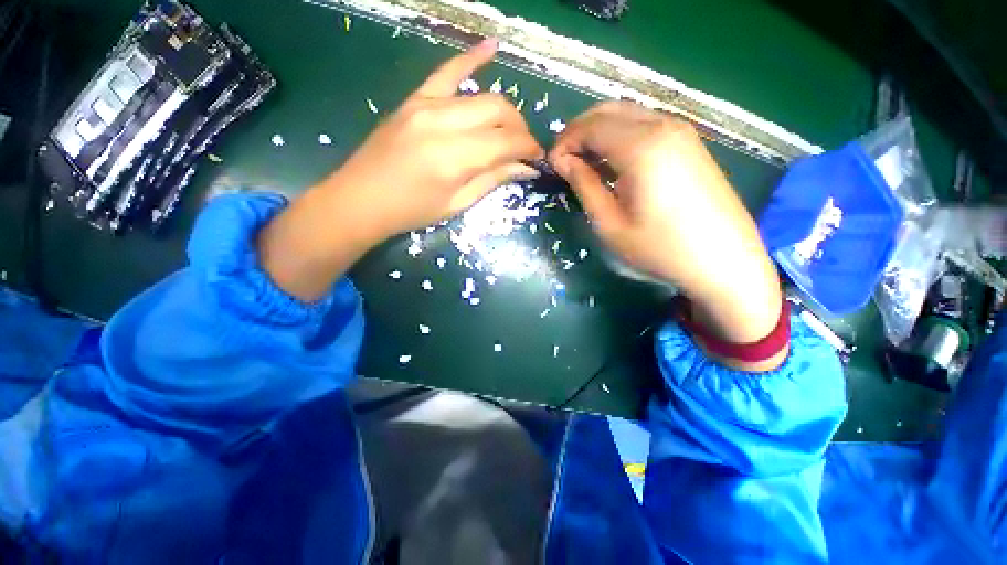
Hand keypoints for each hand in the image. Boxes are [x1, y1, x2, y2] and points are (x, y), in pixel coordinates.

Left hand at [318, 38, 541, 241]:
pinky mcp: (414, 99)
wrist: (360, 199)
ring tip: (510, 129)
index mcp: (454, 157)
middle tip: (523, 148)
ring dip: (503, 111)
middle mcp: (443, 122)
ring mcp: (426, 105)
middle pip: (498, 110)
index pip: (506, 142)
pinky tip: (492, 46)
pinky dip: (471, 58)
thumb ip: (492, 180)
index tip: (537, 158)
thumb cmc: (412, 211)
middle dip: (519, 129)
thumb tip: (525, 168)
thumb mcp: (457, 204)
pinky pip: (446, 71)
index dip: (528, 148)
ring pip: (481, 95)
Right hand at [550, 101, 783, 360]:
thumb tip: (564, 161)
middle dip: (579, 132)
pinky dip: (620, 137)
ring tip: (585, 164)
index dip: (565, 142)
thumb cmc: (660, 248)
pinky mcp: (690, 143)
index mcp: (641, 146)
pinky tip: (614, 164)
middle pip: (608, 111)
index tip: (552, 165)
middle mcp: (663, 126)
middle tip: (565, 161)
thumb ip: (584, 185)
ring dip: (599, 133)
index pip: (590, 126)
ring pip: (627, 115)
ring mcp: (681, 132)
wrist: (724, 261)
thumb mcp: (610, 224)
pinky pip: (645, 126)